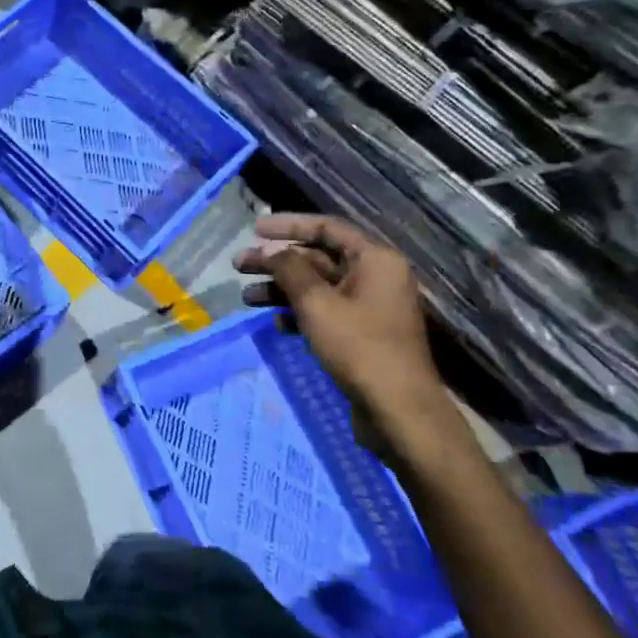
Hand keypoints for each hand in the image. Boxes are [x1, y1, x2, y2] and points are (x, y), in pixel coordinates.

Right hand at [234, 215, 459, 462]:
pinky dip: (298, 313)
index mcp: (374, 260)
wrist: (398, 411)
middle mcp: (375, 277)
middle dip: (276, 262)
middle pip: (317, 258)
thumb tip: (270, 250)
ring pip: (317, 287)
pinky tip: (275, 324)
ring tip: (247, 298)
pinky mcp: (361, 334)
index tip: (254, 229)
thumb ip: (289, 269)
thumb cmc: (359, 347)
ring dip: (281, 289)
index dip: (287, 225)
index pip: (326, 228)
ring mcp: (369, 307)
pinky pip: (324, 312)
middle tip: (239, 266)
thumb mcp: (317, 303)